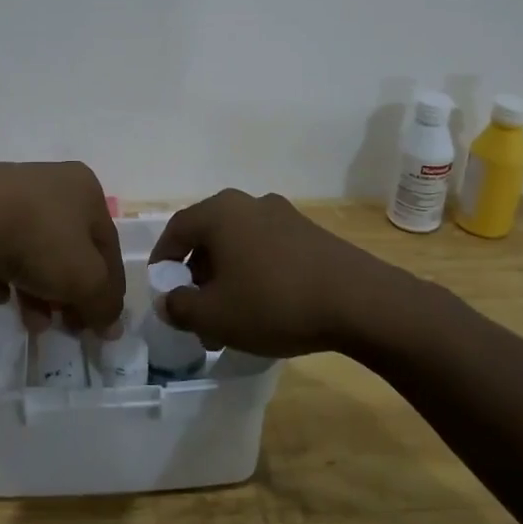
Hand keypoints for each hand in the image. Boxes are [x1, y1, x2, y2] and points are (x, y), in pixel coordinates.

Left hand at [0, 161, 124, 336]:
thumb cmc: (40, 239)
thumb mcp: (85, 278)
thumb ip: (104, 303)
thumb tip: (112, 325)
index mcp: (85, 189)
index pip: (107, 246)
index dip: (108, 290)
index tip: (100, 327)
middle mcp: (50, 182)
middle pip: (68, 249)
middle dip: (68, 294)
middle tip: (64, 327)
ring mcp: (8, 192)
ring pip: (32, 249)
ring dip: (36, 290)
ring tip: (30, 322)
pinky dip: (1, 273)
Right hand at [148, 189, 409, 356]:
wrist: (360, 302)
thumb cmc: (274, 302)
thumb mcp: (215, 316)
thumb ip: (180, 308)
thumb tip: (168, 301)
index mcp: (220, 213)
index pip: (176, 230)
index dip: (163, 260)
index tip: (161, 289)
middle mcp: (249, 204)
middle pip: (209, 237)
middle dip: (197, 276)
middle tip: (196, 311)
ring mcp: (284, 216)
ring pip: (239, 246)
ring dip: (227, 279)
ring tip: (230, 319)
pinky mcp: (311, 235)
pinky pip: (268, 251)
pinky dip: (256, 275)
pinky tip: (265, 310)